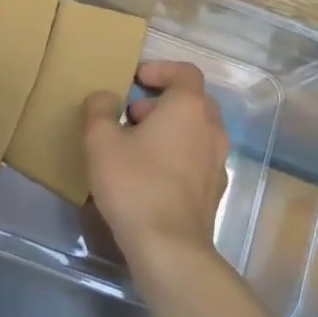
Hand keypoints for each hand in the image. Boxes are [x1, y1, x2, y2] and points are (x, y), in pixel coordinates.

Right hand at [82, 61, 229, 274]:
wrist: (170, 247)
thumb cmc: (135, 184)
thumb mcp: (101, 142)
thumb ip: (99, 110)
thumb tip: (105, 98)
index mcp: (188, 107)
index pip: (185, 71)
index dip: (160, 69)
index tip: (135, 79)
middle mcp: (211, 128)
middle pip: (192, 100)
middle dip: (162, 101)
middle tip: (131, 115)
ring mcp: (218, 161)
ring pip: (196, 130)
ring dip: (170, 129)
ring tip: (137, 146)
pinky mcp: (215, 190)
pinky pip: (197, 158)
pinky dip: (178, 155)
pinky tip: (151, 176)